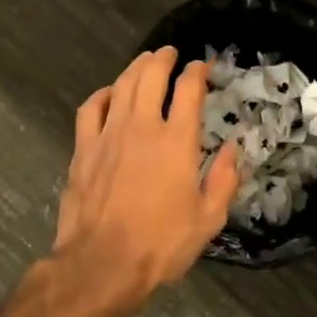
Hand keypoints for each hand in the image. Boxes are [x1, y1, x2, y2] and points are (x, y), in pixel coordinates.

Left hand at [53, 47, 239, 299]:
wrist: (102, 264)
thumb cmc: (161, 244)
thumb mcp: (208, 219)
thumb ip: (225, 180)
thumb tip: (233, 148)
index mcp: (177, 142)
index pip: (189, 91)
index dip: (197, 72)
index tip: (202, 66)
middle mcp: (143, 127)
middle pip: (151, 76)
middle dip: (163, 58)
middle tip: (170, 53)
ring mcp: (109, 135)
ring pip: (122, 85)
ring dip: (135, 68)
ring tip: (144, 61)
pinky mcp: (83, 149)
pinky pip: (90, 108)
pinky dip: (102, 94)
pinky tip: (109, 94)